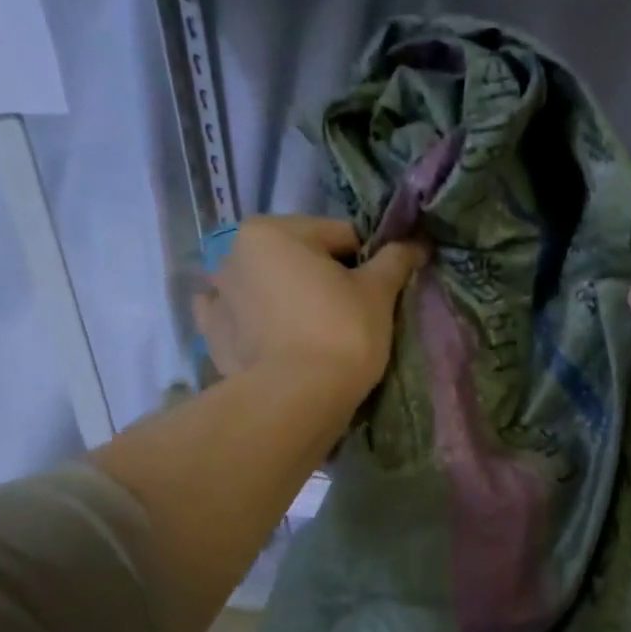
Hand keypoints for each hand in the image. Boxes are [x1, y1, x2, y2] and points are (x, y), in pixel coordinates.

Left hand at [195, 216, 425, 405]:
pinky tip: (274, 339)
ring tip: (312, 332)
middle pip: (298, 259)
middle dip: (323, 279)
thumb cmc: (341, 333)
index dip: (366, 261)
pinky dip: (256, 323)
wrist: (297, 400)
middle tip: (350, 315)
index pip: (337, 235)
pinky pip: (241, 319)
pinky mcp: (213, 337)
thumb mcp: (378, 293)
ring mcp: (218, 297)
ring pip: (269, 288)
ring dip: (287, 298)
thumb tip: (417, 243)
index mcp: (272, 231)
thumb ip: (394, 261)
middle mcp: (234, 254)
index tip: (379, 291)